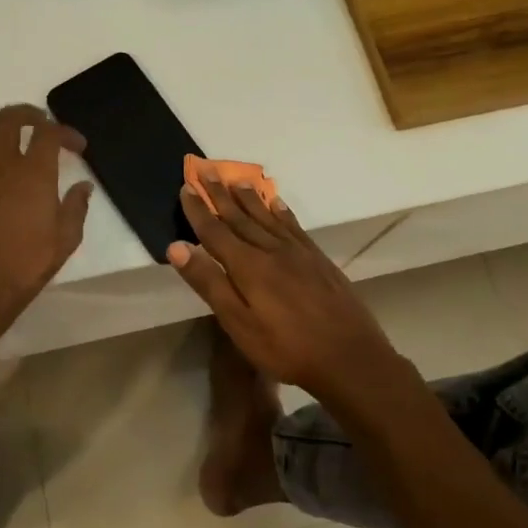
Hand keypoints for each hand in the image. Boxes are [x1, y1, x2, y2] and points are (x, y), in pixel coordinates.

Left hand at [0, 104, 93, 329]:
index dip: (65, 132)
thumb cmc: (28, 265)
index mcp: (34, 174)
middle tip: (38, 121)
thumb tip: (83, 186)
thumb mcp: (66, 239)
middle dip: (25, 114)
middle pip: (7, 121)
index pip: (48, 134)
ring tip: (4, 134)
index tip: (76, 146)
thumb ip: (76, 207)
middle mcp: (1, 167)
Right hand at [169, 179, 403, 401]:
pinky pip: (294, 225)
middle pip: (240, 217)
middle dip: (220, 194)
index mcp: (248, 266)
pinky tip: (276, 202)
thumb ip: (209, 283)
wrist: (350, 357)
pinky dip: (281, 211)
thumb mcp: (239, 323)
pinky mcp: (318, 259)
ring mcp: (298, 252)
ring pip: (267, 216)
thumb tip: (177, 247)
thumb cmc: (286, 348)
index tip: (185, 186)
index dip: (198, 209)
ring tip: (236, 179)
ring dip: (248, 197)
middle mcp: (271, 250)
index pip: (215, 231)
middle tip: (206, 170)